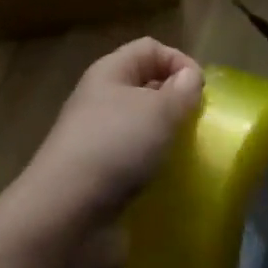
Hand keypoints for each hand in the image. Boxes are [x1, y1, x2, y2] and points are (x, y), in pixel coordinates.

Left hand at [8, 39, 202, 267]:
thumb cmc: (114, 147)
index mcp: (110, 72)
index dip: (179, 61)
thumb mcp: (158, 111)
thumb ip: (181, 91)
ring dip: (165, 142)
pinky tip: (170, 187)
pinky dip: (153, 174)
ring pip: (141, 130)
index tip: (202, 91)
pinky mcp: (99, 182)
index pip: (150, 49)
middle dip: (174, 103)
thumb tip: (190, 77)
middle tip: (199, 126)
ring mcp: (98, 143)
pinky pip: (135, 167)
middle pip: (145, 88)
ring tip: (188, 158)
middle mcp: (101, 101)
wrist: (65, 218)